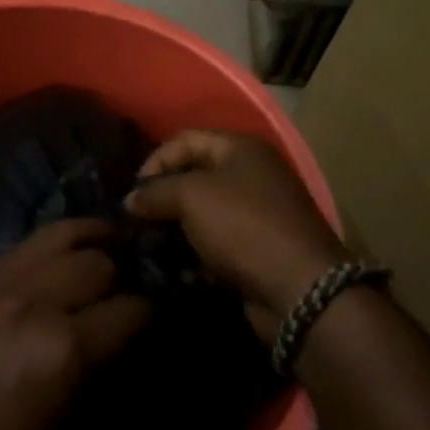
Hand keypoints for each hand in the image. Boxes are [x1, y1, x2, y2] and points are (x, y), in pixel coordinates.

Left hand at [0, 218, 150, 429]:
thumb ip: (99, 379)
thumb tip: (127, 346)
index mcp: (62, 349)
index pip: (131, 310)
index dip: (153, 314)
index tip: (160, 319)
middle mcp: (35, 302)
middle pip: (100, 263)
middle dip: (124, 276)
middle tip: (130, 292)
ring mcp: (0, 284)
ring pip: (63, 236)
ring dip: (93, 243)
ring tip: (111, 247)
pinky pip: (27, 244)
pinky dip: (57, 243)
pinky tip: (67, 253)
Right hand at [124, 131, 344, 340]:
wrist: (299, 289)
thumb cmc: (243, 225)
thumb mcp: (191, 197)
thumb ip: (155, 192)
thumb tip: (130, 200)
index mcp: (240, 148)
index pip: (184, 140)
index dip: (155, 161)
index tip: (133, 192)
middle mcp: (250, 174)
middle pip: (193, 176)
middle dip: (162, 198)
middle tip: (137, 221)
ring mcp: (255, 214)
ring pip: (201, 214)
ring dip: (174, 229)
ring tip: (150, 246)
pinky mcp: (255, 249)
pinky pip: (214, 243)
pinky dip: (193, 253)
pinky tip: (174, 268)